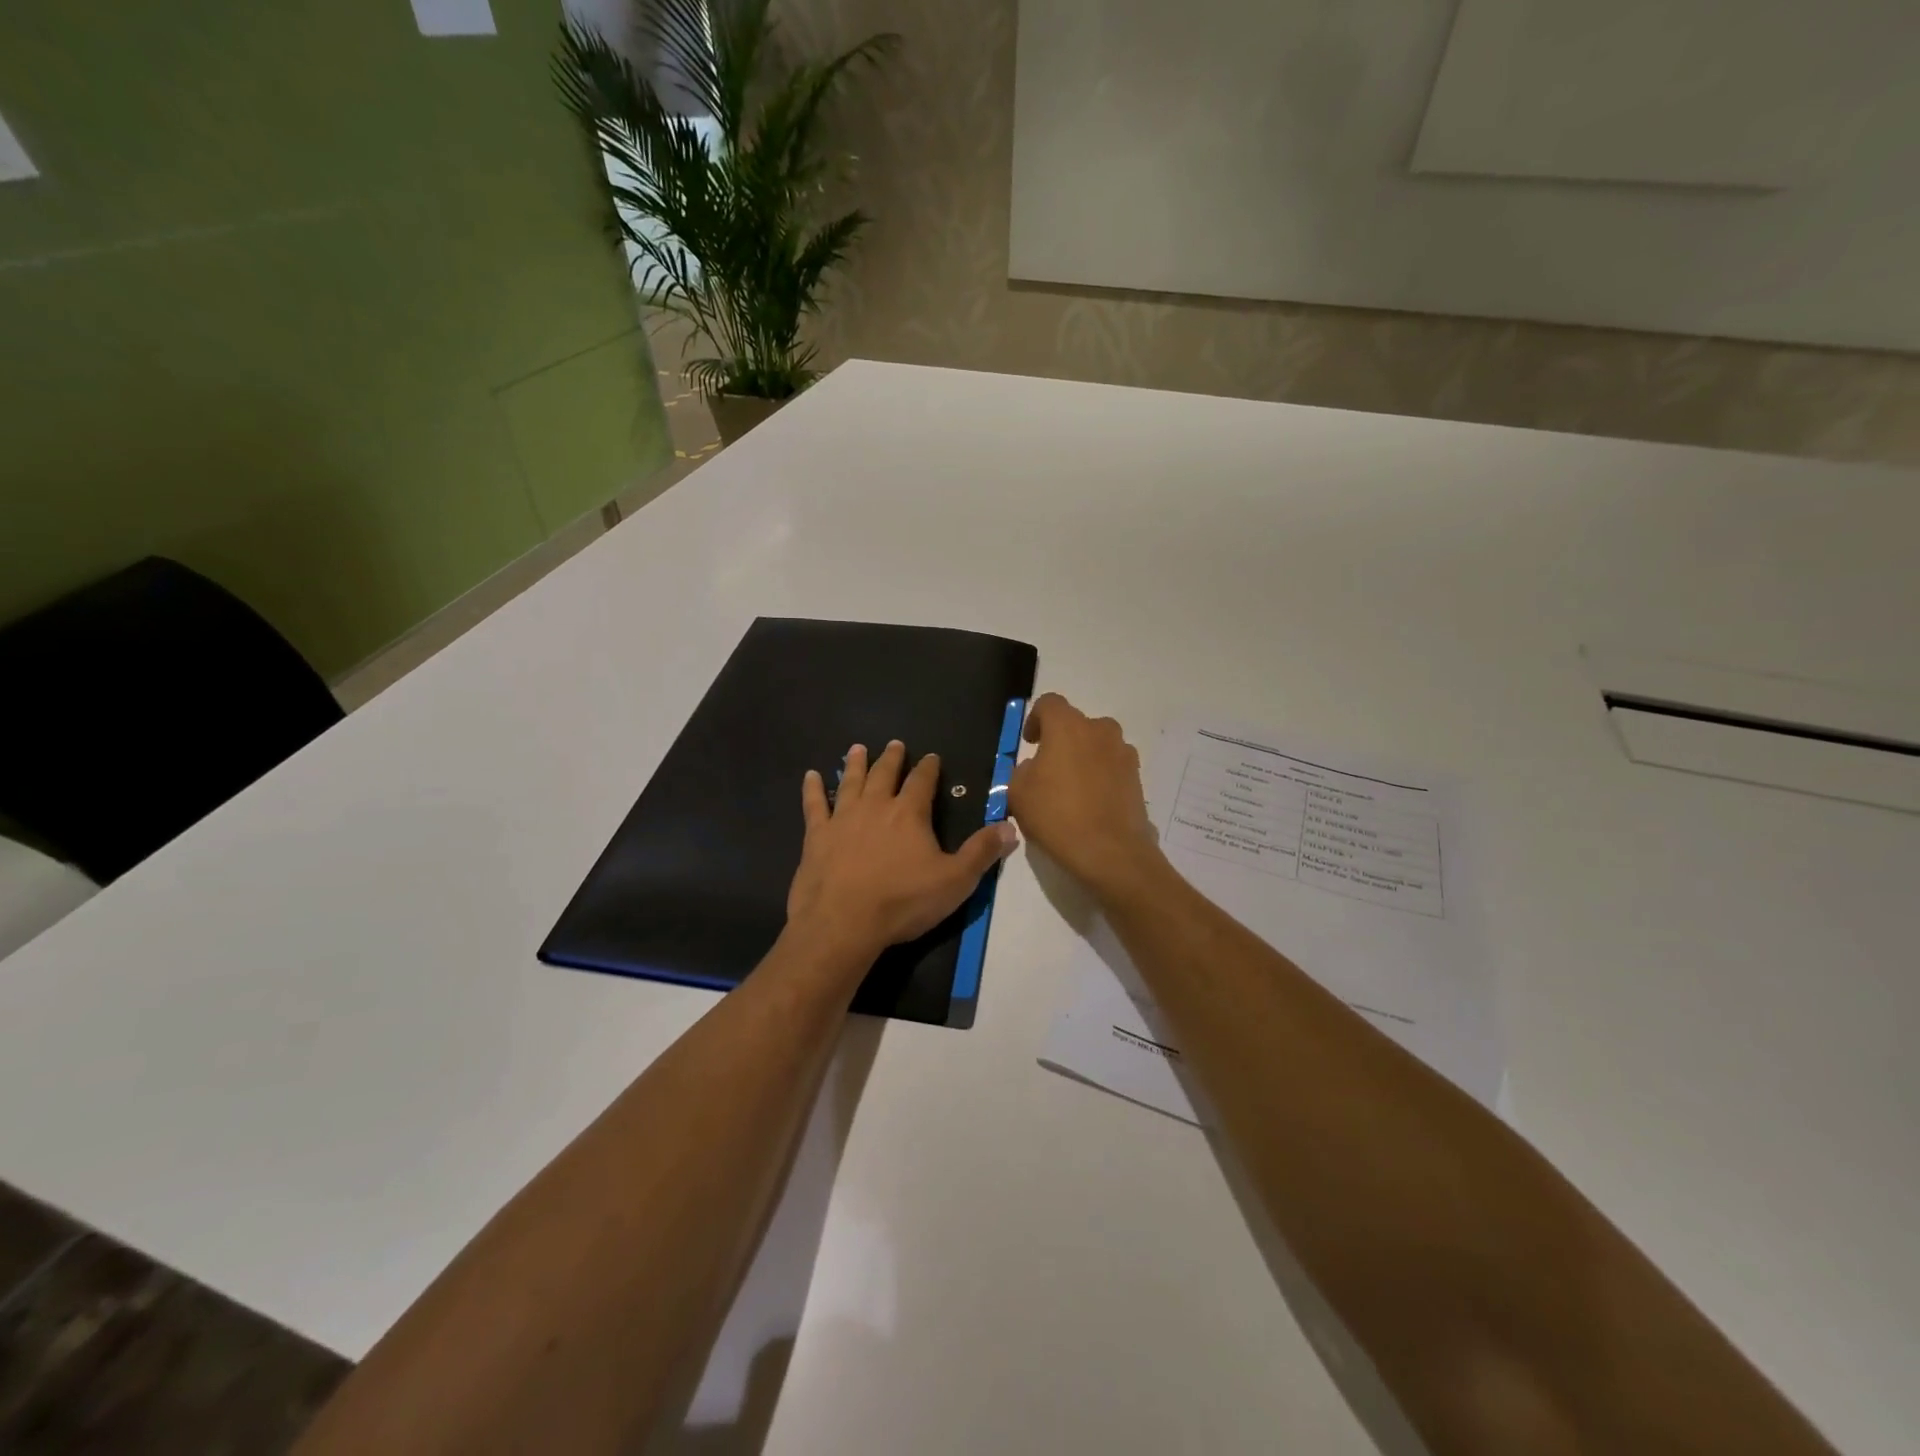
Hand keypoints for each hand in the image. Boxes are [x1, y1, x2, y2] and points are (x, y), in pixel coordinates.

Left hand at [786, 740, 1018, 963]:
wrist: (842, 922)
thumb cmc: (903, 902)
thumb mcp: (955, 881)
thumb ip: (982, 852)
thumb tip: (1010, 827)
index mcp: (909, 814)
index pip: (922, 781)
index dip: (929, 768)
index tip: (931, 757)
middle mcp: (876, 806)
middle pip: (885, 774)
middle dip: (892, 758)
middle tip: (895, 745)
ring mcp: (842, 818)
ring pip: (850, 782)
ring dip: (855, 764)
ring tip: (857, 748)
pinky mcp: (816, 836)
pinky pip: (814, 805)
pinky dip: (812, 789)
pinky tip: (810, 776)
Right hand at [1007, 693, 1162, 901]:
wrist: (1110, 852)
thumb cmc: (1057, 816)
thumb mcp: (1018, 793)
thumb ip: (1022, 771)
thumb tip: (1036, 768)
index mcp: (1068, 726)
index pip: (1049, 704)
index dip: (1036, 719)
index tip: (1030, 743)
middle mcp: (1100, 731)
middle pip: (1078, 725)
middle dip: (1062, 741)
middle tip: (1049, 769)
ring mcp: (1124, 754)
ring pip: (1098, 746)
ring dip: (1084, 758)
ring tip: (1072, 789)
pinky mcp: (1138, 779)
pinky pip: (1113, 769)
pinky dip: (1101, 778)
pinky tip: (1091, 805)